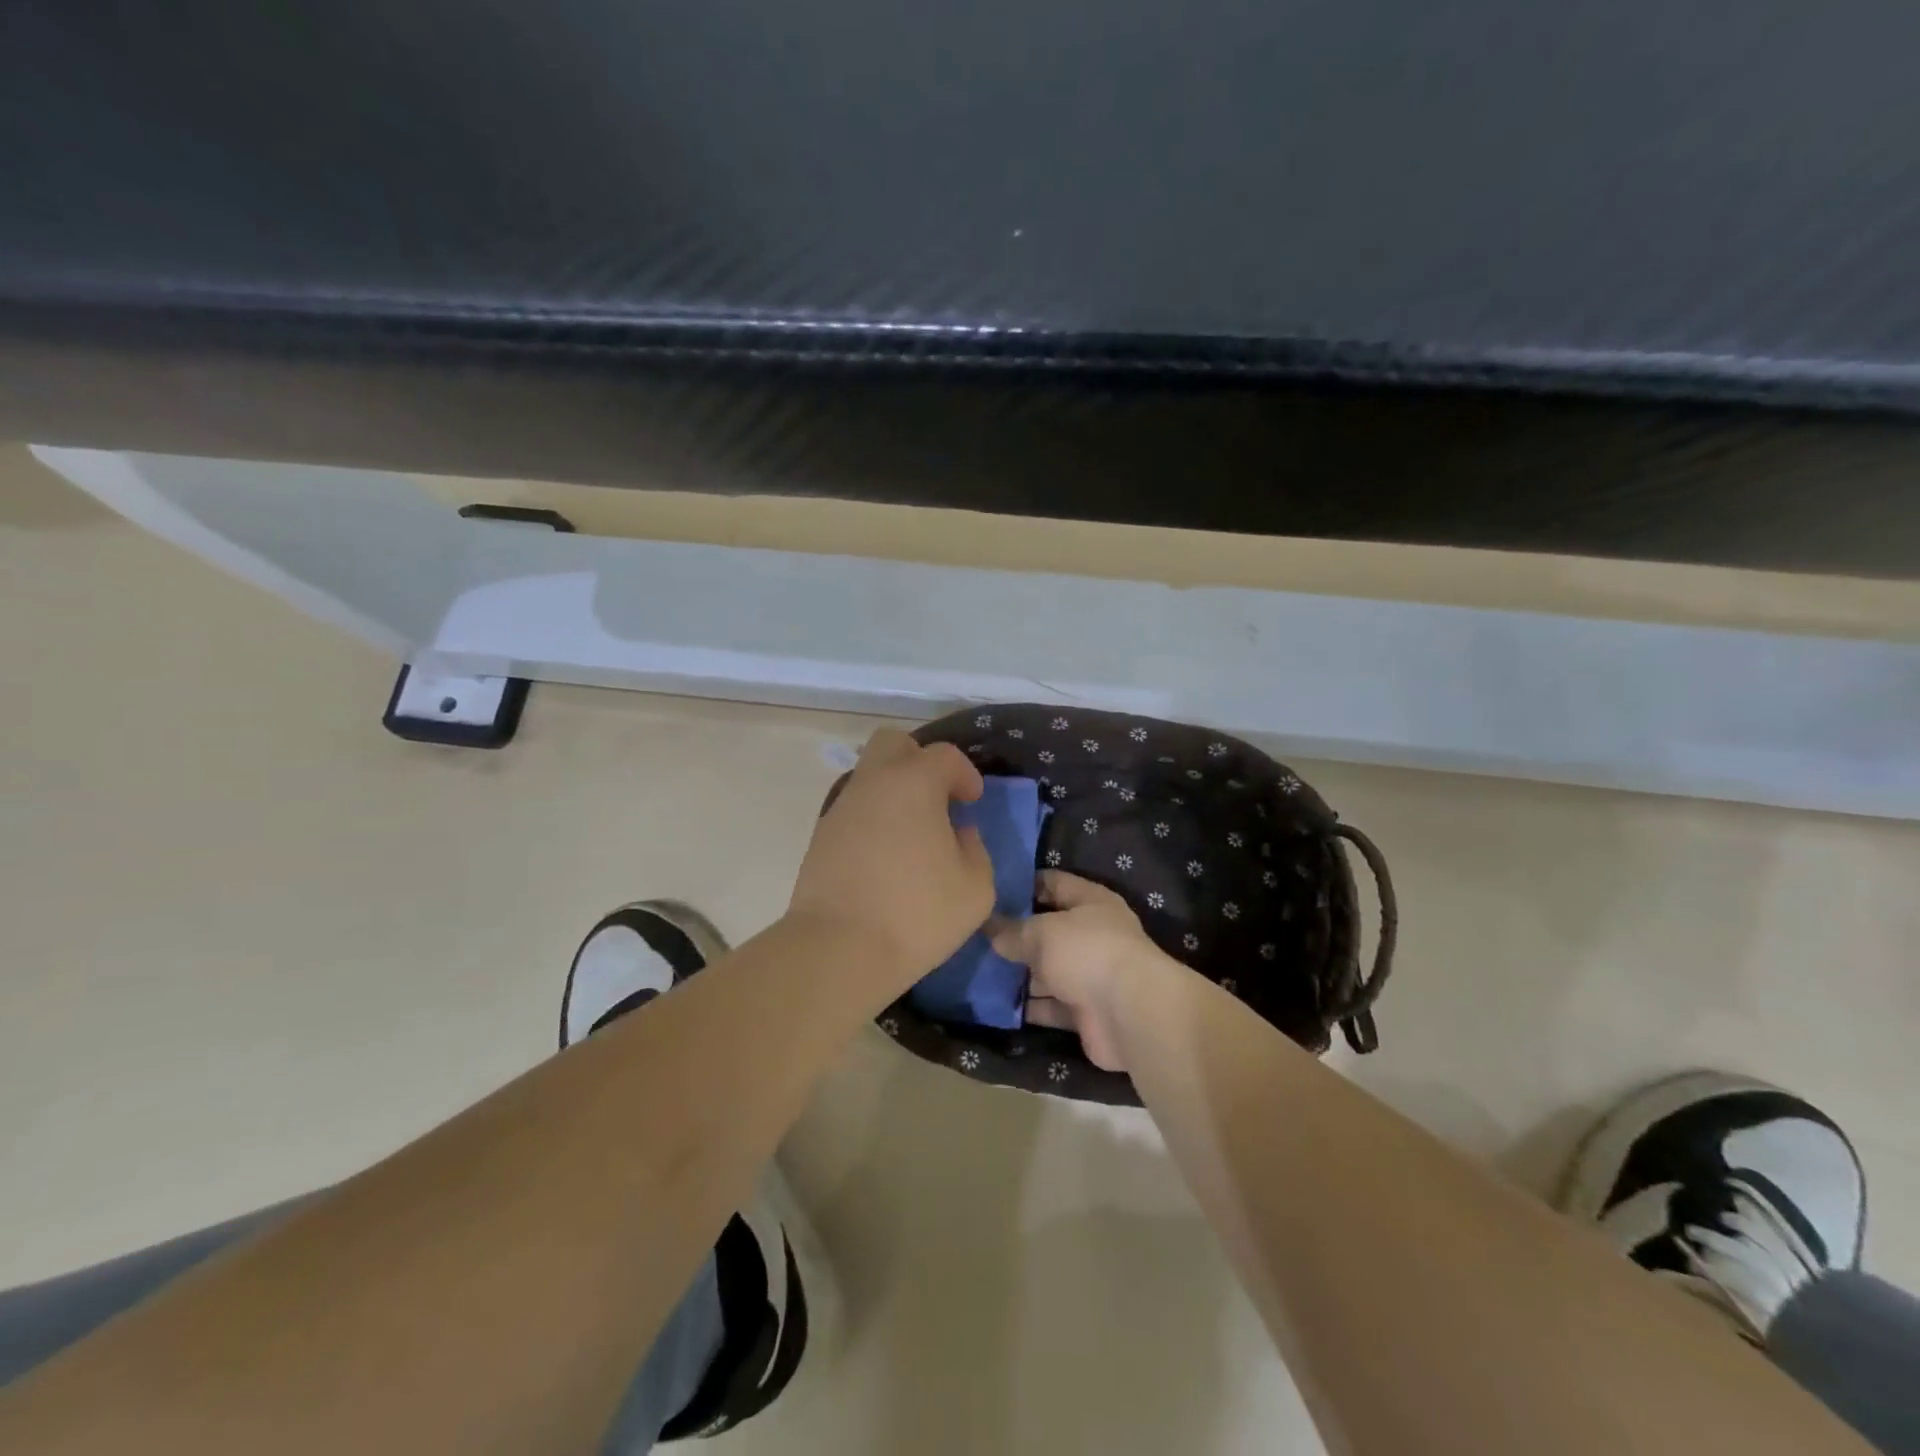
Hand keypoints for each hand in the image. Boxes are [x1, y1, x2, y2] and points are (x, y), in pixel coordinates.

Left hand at [787, 728, 994, 996]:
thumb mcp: (975, 888)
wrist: (838, 949)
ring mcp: (841, 808)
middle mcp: (874, 783)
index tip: (973, 801)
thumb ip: (975, 851)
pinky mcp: (820, 837)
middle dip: (919, 760)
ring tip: (913, 834)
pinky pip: (854, 811)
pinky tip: (885, 857)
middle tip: (937, 797)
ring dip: (894, 793)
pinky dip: (873, 820)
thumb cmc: (917, 913)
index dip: (964, 773)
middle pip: (893, 743)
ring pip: (869, 777)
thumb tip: (959, 835)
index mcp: (914, 783)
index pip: (944, 755)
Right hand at [990, 872, 1178, 1070]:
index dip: (1025, 884)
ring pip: (1049, 970)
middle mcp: (1094, 936)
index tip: (991, 890)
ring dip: (1021, 973)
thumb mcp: (1043, 932)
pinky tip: (997, 1002)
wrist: (1130, 1014)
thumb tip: (989, 927)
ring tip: (980, 968)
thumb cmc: (1087, 953)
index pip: (1055, 883)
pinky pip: (1051, 1005)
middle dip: (1017, 933)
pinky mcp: (1087, 1012)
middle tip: (978, 933)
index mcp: (1092, 902)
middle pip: (1050, 930)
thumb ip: (1014, 930)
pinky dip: (1030, 1005)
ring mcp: (1092, 975)